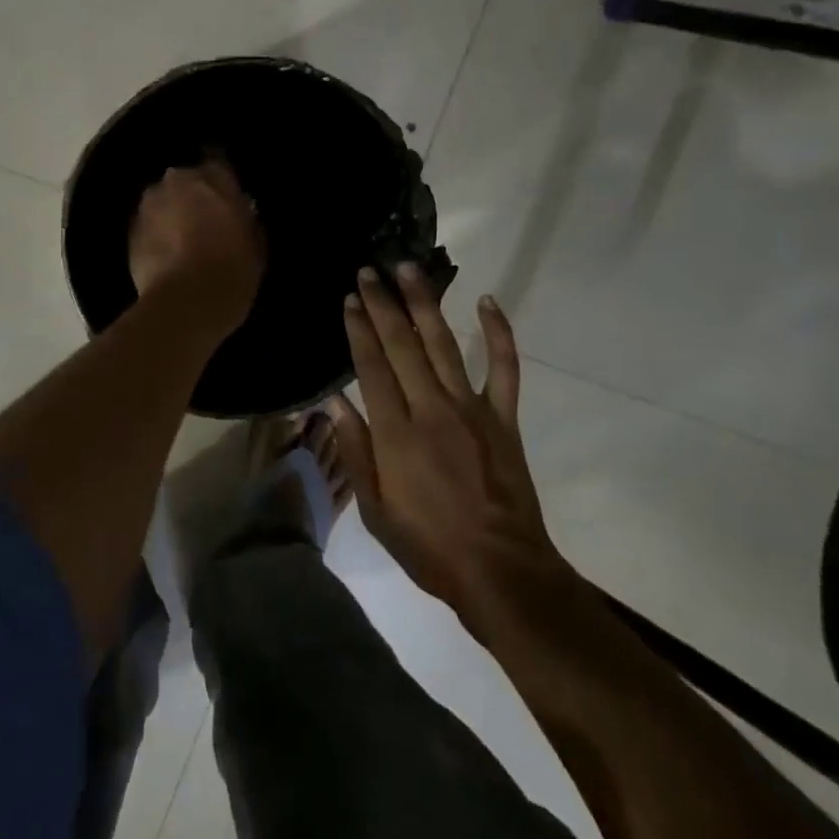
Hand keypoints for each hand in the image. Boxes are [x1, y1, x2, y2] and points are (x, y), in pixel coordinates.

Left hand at [128, 159, 265, 328]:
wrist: (185, 304)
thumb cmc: (232, 271)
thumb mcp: (256, 244)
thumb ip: (247, 220)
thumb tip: (241, 212)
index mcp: (212, 178)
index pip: (219, 164)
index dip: (223, 183)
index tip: (229, 199)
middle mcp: (176, 181)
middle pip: (186, 182)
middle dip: (194, 197)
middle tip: (207, 222)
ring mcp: (148, 205)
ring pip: (164, 202)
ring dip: (172, 214)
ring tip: (184, 241)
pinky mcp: (130, 231)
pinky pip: (149, 226)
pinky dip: (157, 235)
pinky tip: (168, 256)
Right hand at [329, 266, 563, 622]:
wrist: (500, 570)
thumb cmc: (429, 546)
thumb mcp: (375, 511)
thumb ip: (354, 452)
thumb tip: (334, 403)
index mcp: (396, 433)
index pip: (372, 367)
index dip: (359, 329)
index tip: (350, 299)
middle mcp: (431, 408)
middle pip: (402, 344)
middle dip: (383, 304)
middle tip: (370, 270)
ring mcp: (472, 409)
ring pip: (444, 343)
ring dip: (425, 303)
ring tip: (409, 268)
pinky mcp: (504, 417)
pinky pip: (504, 366)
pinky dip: (499, 332)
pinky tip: (487, 301)